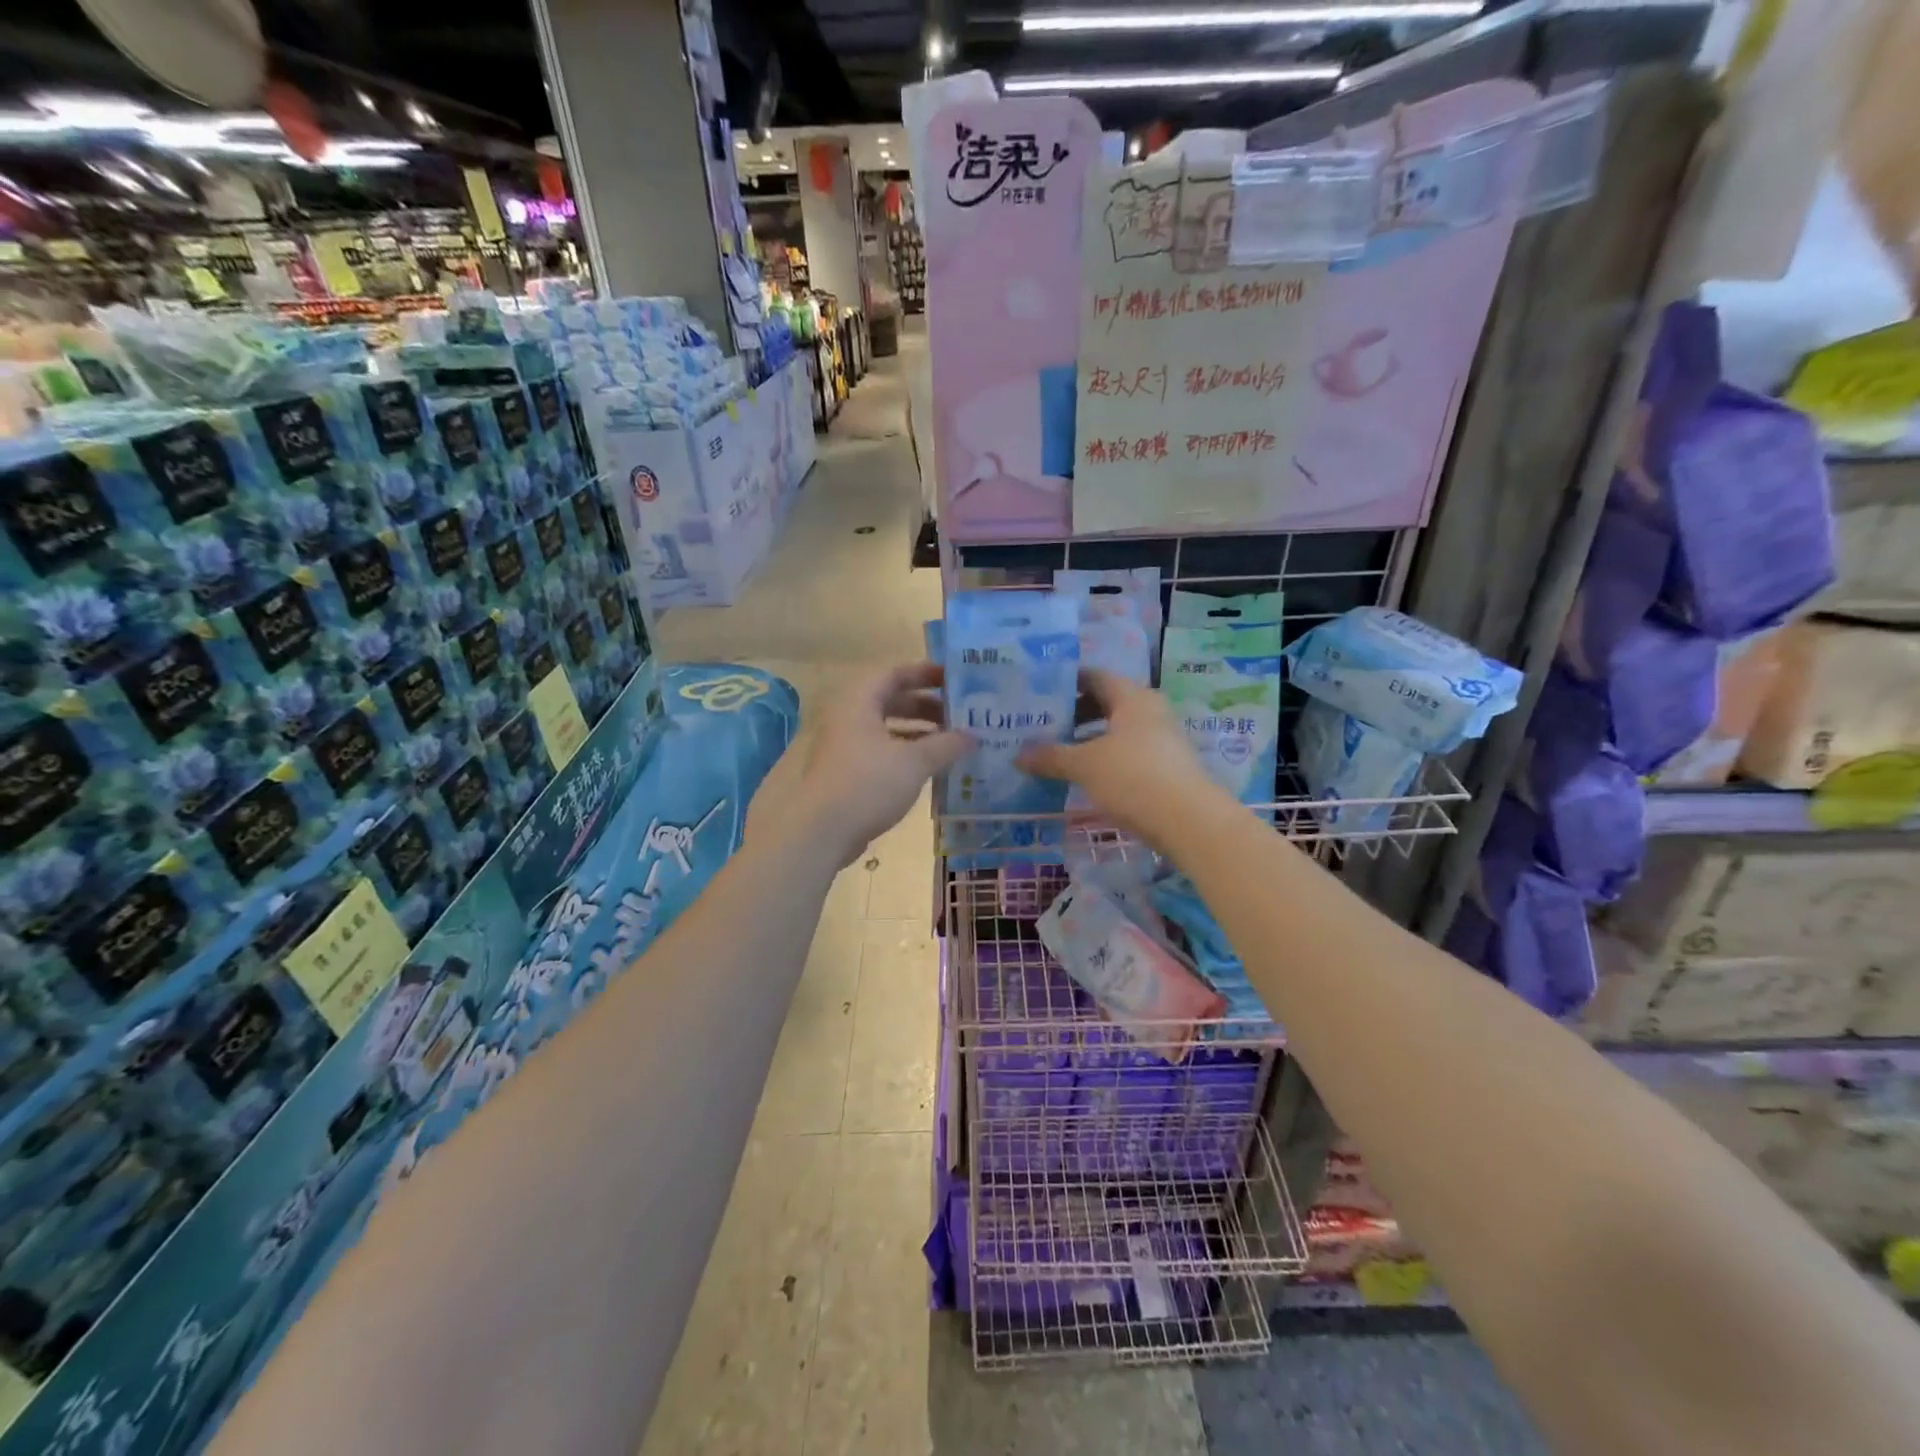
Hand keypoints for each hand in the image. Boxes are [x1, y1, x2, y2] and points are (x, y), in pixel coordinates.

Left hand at [747, 662, 969, 867]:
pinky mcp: (847, 772)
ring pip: (888, 728)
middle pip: (892, 700)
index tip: (956, 679)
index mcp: (859, 701)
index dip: (926, 673)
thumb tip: (973, 736)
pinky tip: (932, 768)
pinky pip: (882, 752)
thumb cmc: (868, 784)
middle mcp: (849, 717)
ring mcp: (845, 746)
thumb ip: (946, 745)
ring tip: (953, 742)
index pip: (895, 673)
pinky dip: (907, 754)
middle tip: (961, 714)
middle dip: (928, 706)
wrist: (822, 832)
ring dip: (919, 732)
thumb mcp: (914, 762)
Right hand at [1017, 669, 1230, 850]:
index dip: (1066, 681)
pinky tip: (1082, 776)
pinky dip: (1103, 758)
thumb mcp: (1085, 766)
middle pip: (1105, 703)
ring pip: (1116, 730)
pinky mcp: (1164, 766)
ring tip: (1056, 752)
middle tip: (1041, 724)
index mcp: (1132, 697)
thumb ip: (1051, 757)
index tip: (1038, 692)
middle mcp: (1149, 711)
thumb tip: (1018, 755)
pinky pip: (1126, 753)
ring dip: (1087, 739)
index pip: (1095, 676)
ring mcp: (1160, 739)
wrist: (1189, 821)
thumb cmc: (1133, 777)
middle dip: (1073, 713)